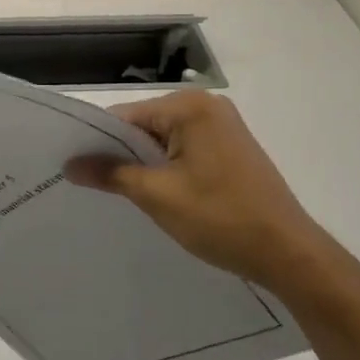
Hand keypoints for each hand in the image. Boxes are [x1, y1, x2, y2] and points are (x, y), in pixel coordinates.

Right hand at [66, 89, 354, 306]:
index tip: (72, 168)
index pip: (125, 117)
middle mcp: (207, 105)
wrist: (289, 253)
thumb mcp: (157, 196)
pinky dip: (166, 169)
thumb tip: (70, 165)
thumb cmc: (221, 218)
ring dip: (143, 165)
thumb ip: (111, 174)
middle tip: (90, 185)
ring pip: (162, 141)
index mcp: (189, 106)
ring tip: (119, 194)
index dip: (96, 143)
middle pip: (143, 126)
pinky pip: (183, 151)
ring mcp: (222, 126)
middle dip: (120, 154)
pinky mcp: (230, 148)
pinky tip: (156, 194)